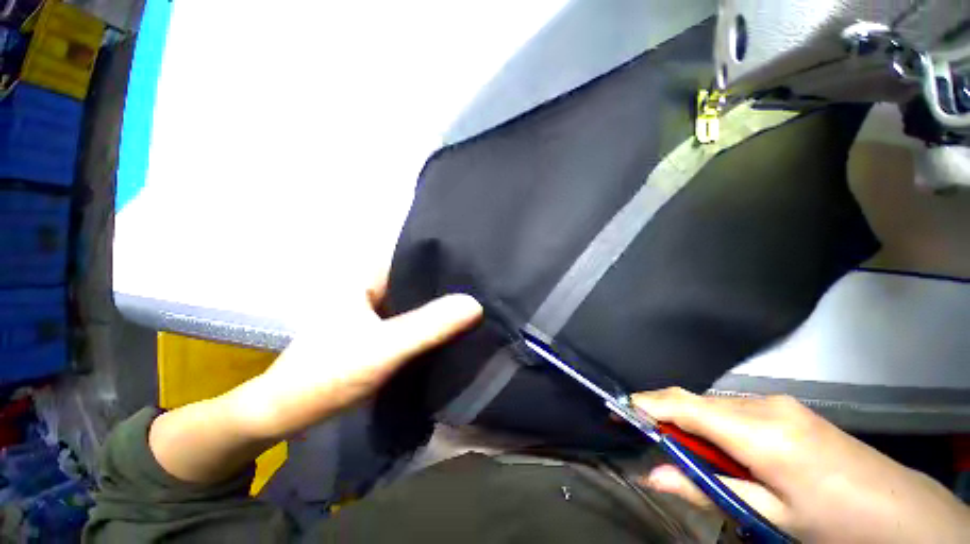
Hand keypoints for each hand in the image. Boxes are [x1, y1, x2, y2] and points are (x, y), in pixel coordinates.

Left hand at [228, 277, 482, 439]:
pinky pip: (410, 319)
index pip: (412, 255)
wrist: (286, 414)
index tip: (474, 262)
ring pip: (415, 300)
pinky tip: (451, 326)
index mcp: (366, 278)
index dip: (443, 257)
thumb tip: (475, 304)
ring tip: (474, 301)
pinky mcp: (377, 331)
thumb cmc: (327, 375)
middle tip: (481, 284)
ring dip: (439, 304)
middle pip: (416, 278)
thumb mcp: (383, 350)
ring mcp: (374, 310)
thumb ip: (427, 327)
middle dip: (446, 282)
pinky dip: (429, 323)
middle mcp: (371, 288)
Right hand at [633, 388, 969, 543]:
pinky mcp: (787, 406)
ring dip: (693, 421)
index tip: (621, 409)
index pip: (685, 406)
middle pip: (696, 401)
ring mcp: (779, 403)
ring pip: (714, 404)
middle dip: (666, 414)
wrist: (900, 510)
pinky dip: (716, 422)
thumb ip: (706, 490)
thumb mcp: (768, 516)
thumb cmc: (833, 522)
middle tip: (648, 435)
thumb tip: (654, 475)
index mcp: (760, 434)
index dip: (648, 404)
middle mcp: (764, 406)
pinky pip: (735, 408)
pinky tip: (727, 447)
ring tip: (690, 451)